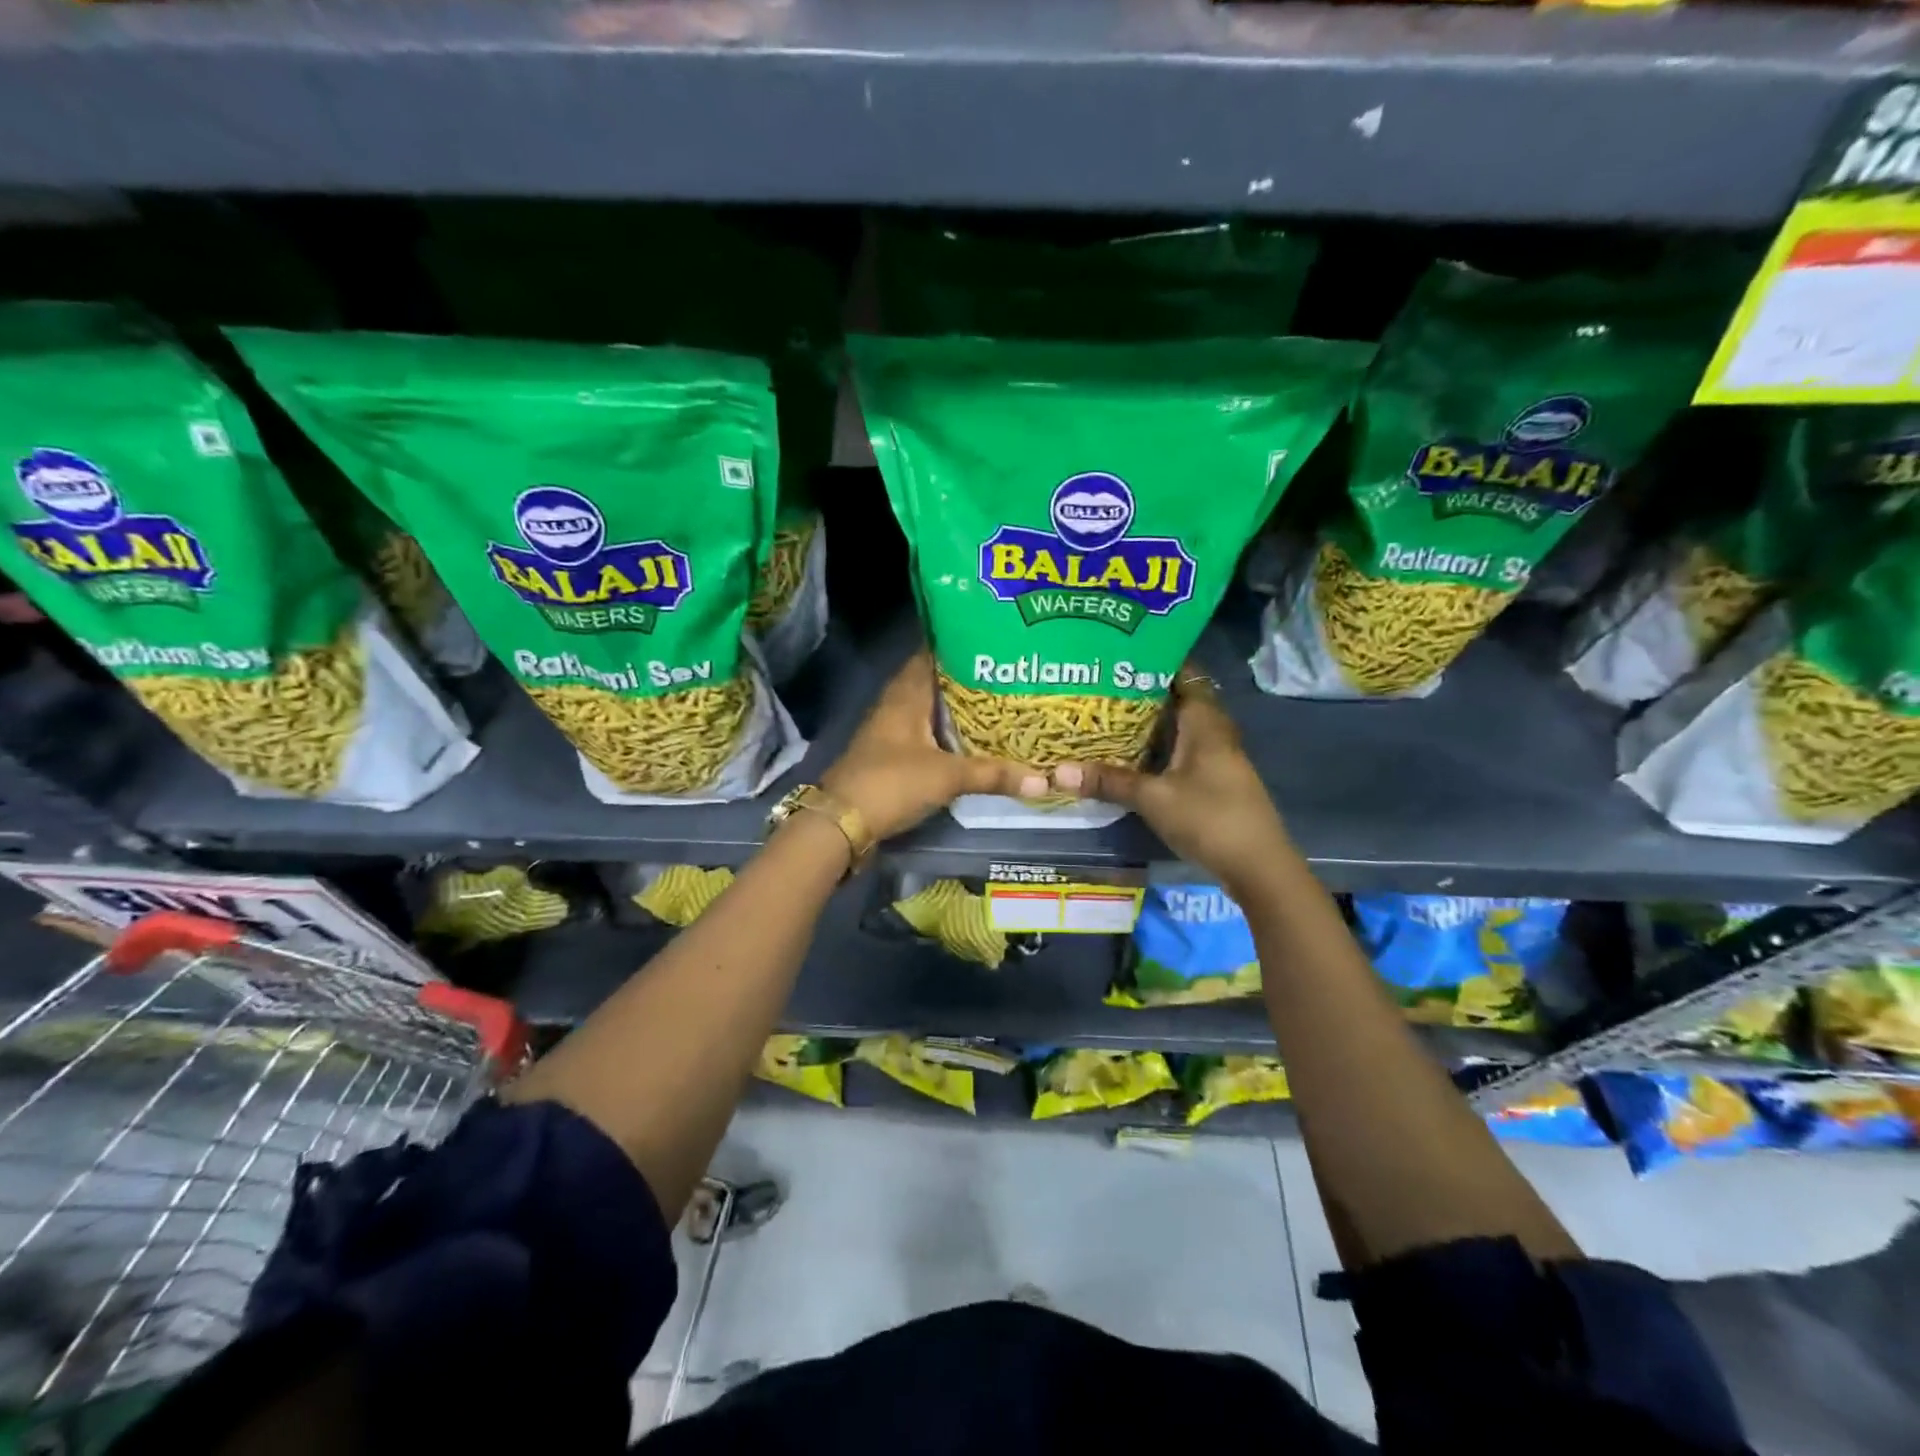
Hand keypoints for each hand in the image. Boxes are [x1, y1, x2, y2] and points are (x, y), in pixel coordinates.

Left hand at [822, 650, 1045, 841]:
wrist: (842, 822)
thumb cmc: (892, 783)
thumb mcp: (947, 777)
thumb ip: (993, 775)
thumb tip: (1043, 780)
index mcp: (906, 693)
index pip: (933, 653)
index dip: (962, 643)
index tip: (996, 640)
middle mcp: (897, 704)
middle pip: (936, 682)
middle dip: (969, 678)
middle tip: (1009, 674)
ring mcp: (892, 730)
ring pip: (931, 709)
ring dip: (959, 708)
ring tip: (1000, 703)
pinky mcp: (892, 755)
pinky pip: (927, 733)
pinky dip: (948, 733)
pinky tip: (974, 740)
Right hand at [1049, 668, 1291, 890]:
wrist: (1259, 867)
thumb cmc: (1209, 819)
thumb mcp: (1153, 799)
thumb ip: (1109, 782)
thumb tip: (1058, 771)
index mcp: (1206, 723)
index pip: (1185, 675)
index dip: (1158, 659)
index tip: (1121, 652)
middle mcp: (1215, 733)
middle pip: (1179, 700)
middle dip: (1144, 691)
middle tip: (1103, 683)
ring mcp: (1218, 758)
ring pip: (1180, 728)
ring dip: (1151, 722)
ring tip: (1109, 714)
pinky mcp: (1215, 781)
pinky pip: (1182, 751)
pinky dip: (1159, 747)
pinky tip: (1132, 755)